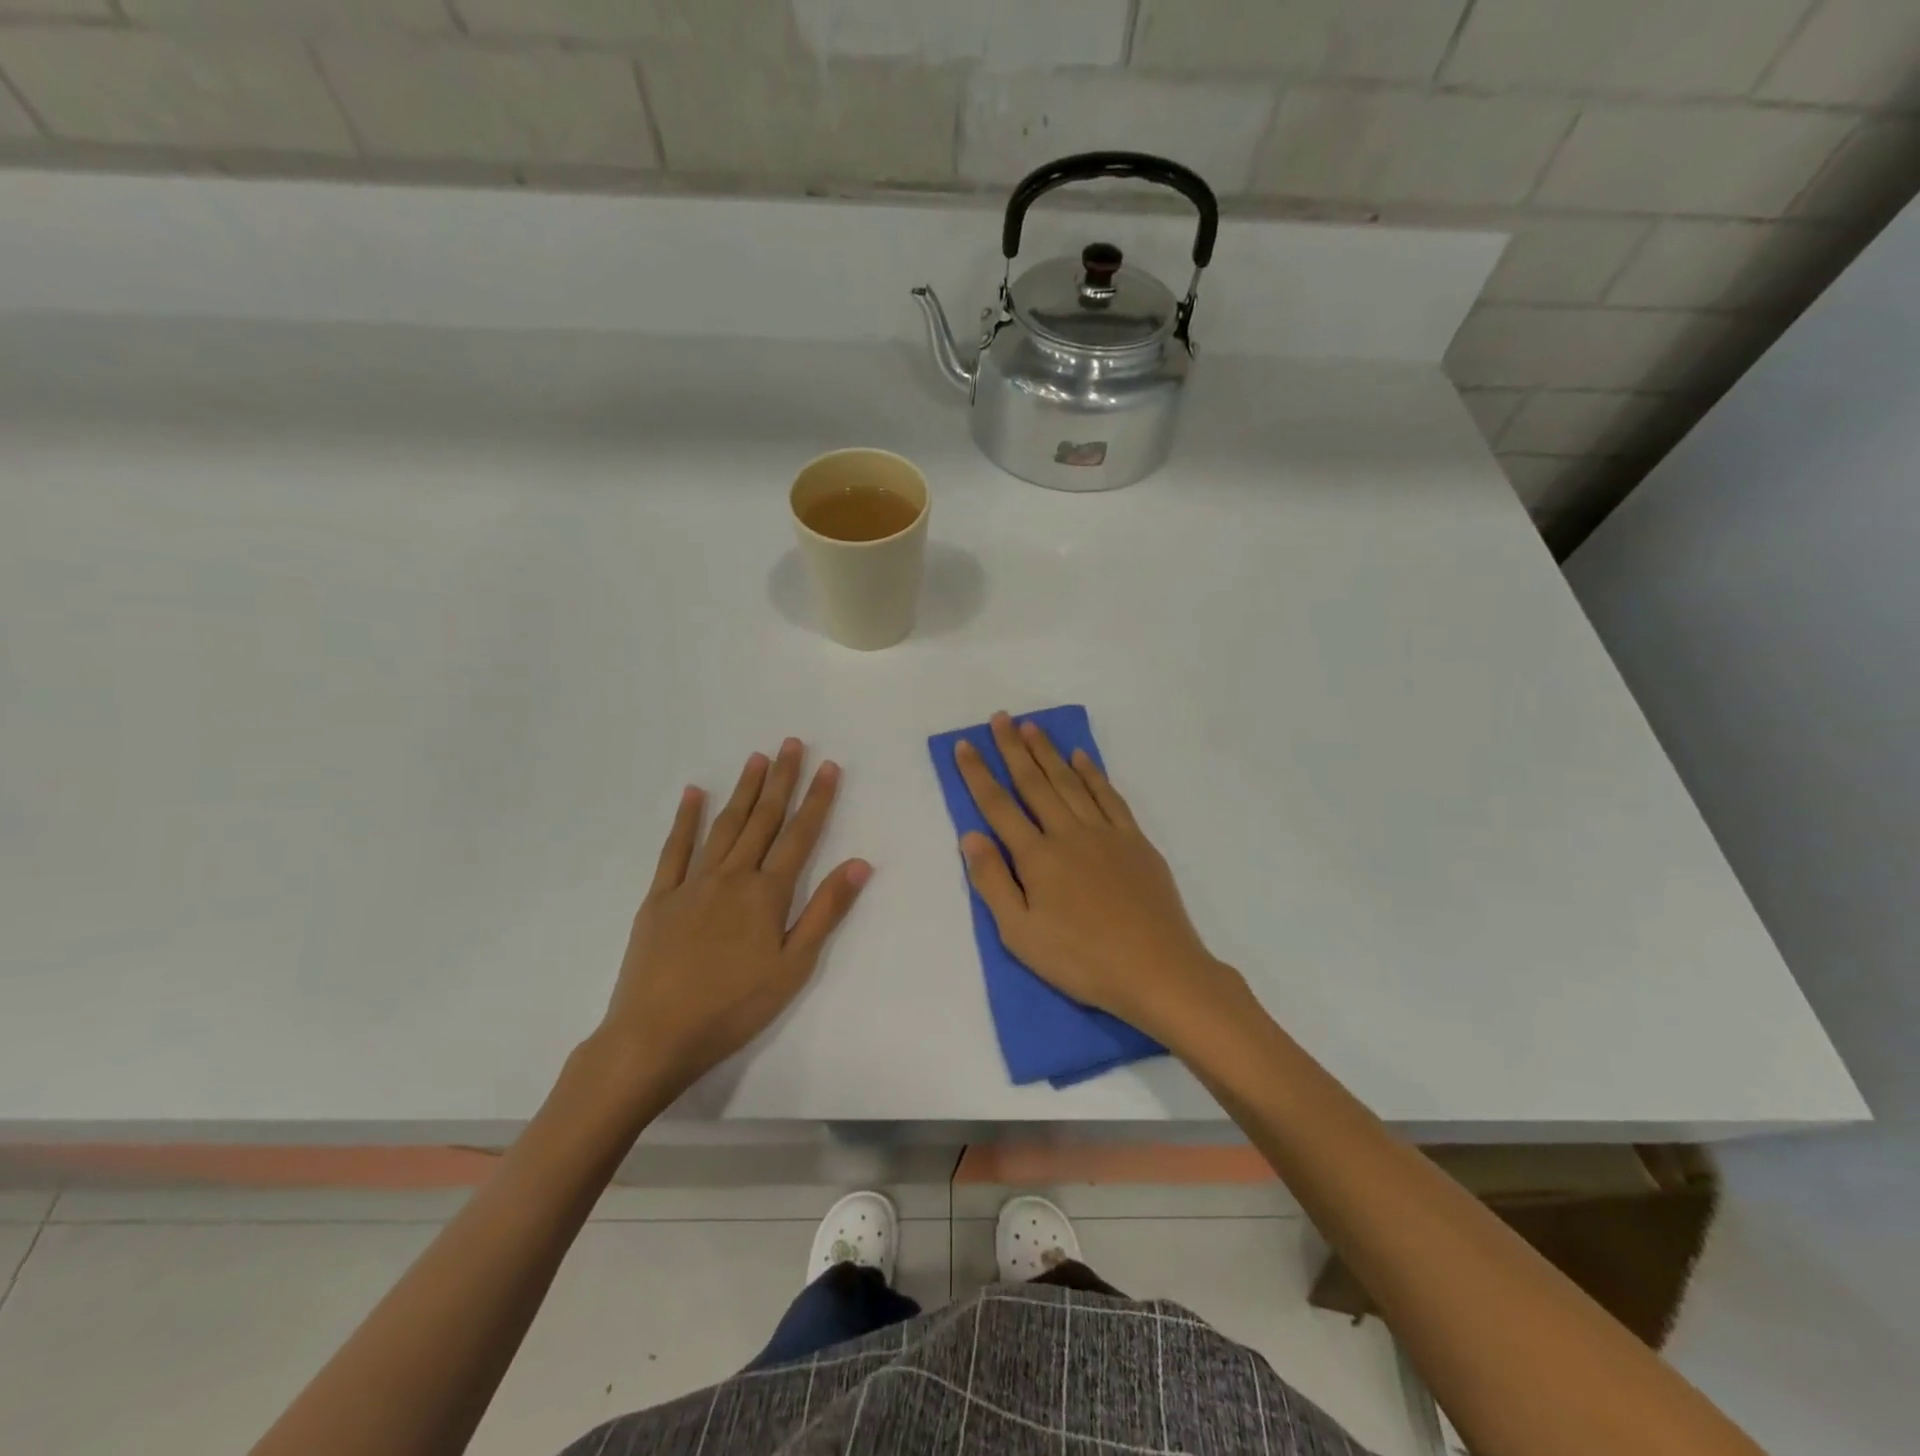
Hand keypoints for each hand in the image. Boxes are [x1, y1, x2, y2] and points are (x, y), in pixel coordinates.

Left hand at [596, 739, 869, 1101]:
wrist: (656, 1035)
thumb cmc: (734, 1006)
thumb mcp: (793, 967)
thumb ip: (825, 911)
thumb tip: (859, 864)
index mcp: (767, 894)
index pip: (800, 835)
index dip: (817, 799)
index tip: (828, 766)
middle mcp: (732, 877)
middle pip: (763, 820)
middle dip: (781, 780)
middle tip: (792, 743)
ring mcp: (692, 883)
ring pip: (725, 825)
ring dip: (743, 791)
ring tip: (757, 758)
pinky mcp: (660, 897)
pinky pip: (675, 849)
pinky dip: (686, 818)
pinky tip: (694, 793)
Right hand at [954, 712, 1244, 1042]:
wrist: (1156, 969)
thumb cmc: (1081, 960)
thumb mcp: (1020, 935)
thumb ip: (993, 882)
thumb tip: (971, 836)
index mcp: (1036, 857)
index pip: (998, 806)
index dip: (978, 774)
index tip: (965, 745)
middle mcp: (1068, 833)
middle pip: (1034, 782)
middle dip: (1013, 748)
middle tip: (1000, 718)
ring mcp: (1105, 833)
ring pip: (1070, 782)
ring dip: (1049, 752)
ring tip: (1032, 727)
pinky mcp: (1135, 840)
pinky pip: (1109, 796)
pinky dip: (1093, 773)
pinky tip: (1082, 757)